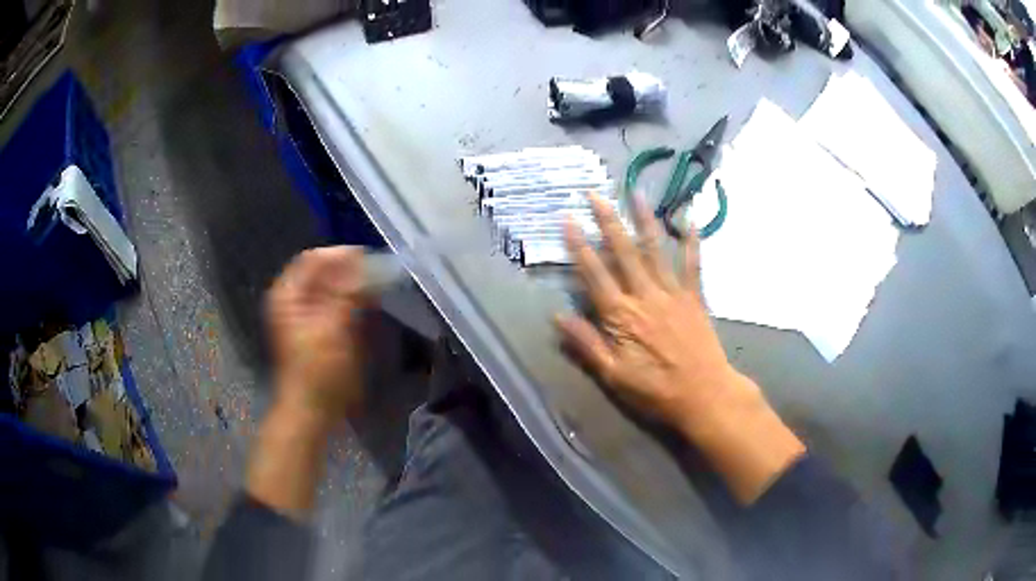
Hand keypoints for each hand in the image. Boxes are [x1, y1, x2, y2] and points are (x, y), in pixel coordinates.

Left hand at [248, 246, 369, 520]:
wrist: (311, 410)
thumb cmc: (319, 372)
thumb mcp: (334, 329)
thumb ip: (348, 293)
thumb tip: (368, 264)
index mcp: (288, 294)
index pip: (315, 259)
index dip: (342, 256)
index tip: (371, 262)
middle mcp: (292, 299)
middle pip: (322, 271)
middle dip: (350, 271)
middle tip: (379, 276)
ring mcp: (302, 314)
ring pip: (329, 288)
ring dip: (352, 286)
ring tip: (376, 290)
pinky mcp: (314, 329)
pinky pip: (332, 304)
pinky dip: (349, 302)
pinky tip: (366, 307)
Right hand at [555, 194, 757, 431]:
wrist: (704, 394)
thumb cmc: (656, 390)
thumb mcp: (613, 375)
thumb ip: (587, 344)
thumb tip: (558, 317)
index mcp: (621, 316)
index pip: (595, 274)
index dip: (579, 246)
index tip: (569, 220)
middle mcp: (645, 296)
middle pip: (623, 252)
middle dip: (608, 221)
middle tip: (595, 194)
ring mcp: (672, 293)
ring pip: (654, 250)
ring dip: (644, 220)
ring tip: (635, 193)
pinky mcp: (693, 296)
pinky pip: (692, 264)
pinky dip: (691, 241)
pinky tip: (688, 219)